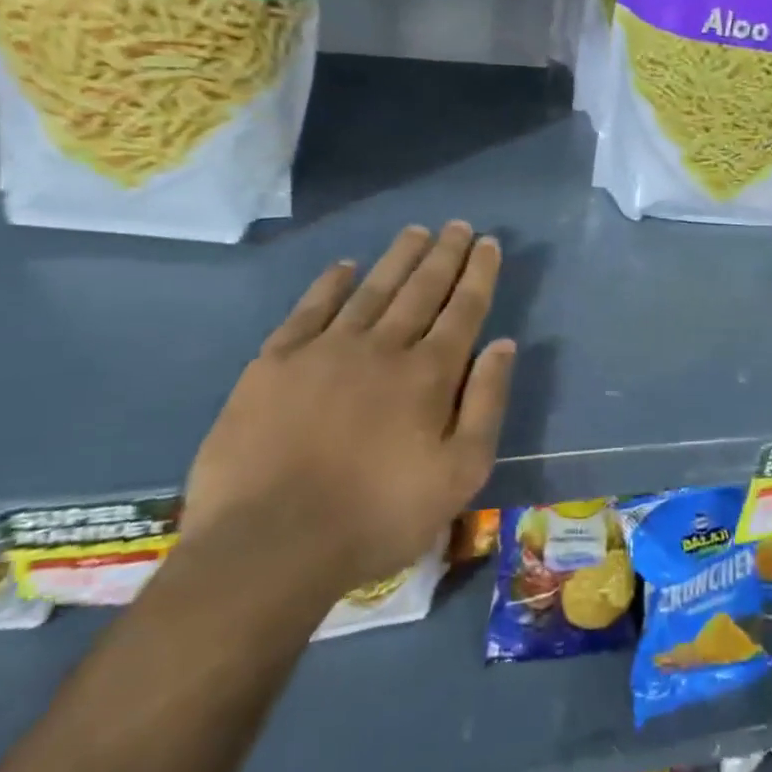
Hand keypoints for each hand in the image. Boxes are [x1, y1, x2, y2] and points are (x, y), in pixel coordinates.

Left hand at [181, 222, 515, 595]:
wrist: (269, 545)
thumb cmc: (377, 516)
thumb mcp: (460, 474)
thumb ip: (486, 403)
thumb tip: (502, 344)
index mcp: (429, 374)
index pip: (463, 309)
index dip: (478, 273)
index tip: (488, 242)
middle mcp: (382, 347)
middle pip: (421, 288)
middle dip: (444, 254)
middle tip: (458, 225)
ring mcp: (325, 350)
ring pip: (372, 289)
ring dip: (397, 258)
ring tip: (416, 231)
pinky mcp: (275, 363)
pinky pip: (310, 309)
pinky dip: (330, 284)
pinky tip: (344, 266)